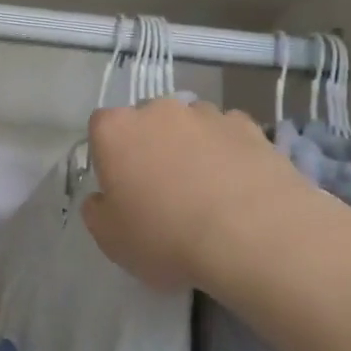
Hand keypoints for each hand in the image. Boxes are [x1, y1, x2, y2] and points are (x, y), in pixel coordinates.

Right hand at [81, 97, 316, 291]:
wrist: (254, 237)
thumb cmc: (167, 237)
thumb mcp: (111, 239)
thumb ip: (96, 211)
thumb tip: (103, 197)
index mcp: (115, 130)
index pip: (101, 127)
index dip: (109, 155)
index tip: (121, 186)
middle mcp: (157, 110)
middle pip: (147, 121)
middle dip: (151, 145)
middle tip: (163, 189)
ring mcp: (206, 114)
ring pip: (190, 125)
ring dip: (191, 146)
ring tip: (207, 190)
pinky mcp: (249, 126)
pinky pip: (228, 134)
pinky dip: (228, 151)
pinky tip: (238, 186)